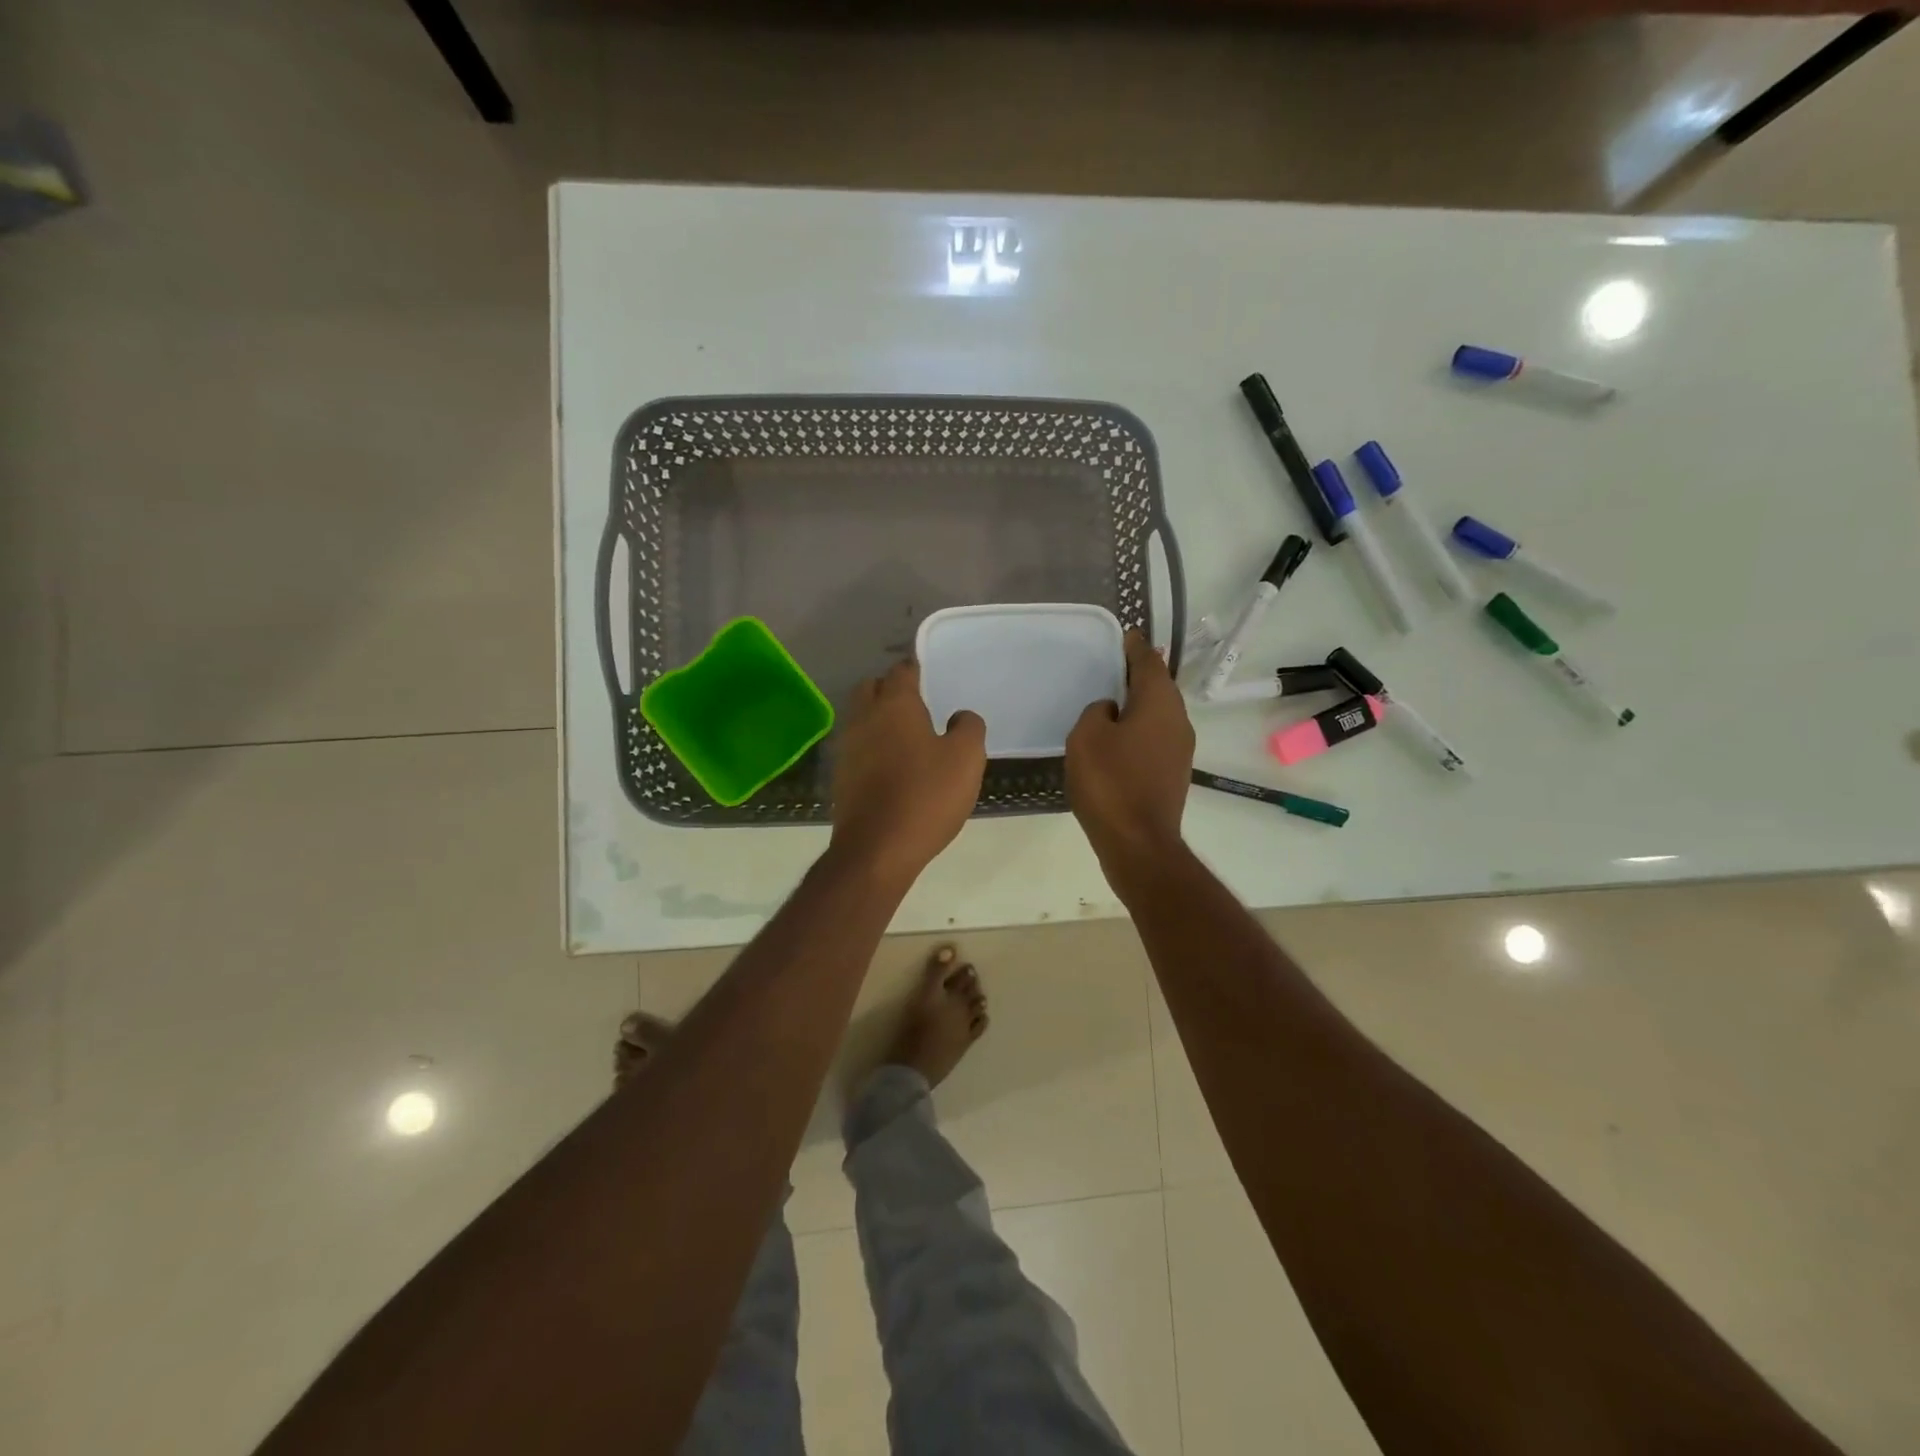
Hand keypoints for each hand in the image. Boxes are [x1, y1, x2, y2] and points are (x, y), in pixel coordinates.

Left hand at [830, 659, 986, 885]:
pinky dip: (871, 747)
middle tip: (917, 704)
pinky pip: (856, 748)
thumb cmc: (925, 796)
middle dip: (890, 689)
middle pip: (871, 687)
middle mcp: (864, 717)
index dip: (916, 669)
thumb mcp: (966, 759)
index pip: (902, 671)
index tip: (930, 676)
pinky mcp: (840, 776)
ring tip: (906, 736)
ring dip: (878, 719)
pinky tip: (891, 766)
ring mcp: (847, 747)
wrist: (876, 849)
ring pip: (860, 717)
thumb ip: (968, 728)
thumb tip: (960, 716)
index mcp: (895, 705)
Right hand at [1066, 631, 1194, 883]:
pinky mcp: (1173, 773)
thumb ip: (1097, 712)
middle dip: (1140, 674)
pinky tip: (1119, 739)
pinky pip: (1156, 738)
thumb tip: (1110, 711)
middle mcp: (1178, 720)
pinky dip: (1140, 729)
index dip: (1135, 648)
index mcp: (1159, 703)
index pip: (1148, 662)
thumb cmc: (1110, 783)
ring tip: (1114, 700)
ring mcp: (1180, 749)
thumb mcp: (1087, 737)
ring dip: (1140, 704)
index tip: (1126, 636)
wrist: (1138, 843)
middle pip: (1159, 687)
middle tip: (1115, 665)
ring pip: (1159, 714)